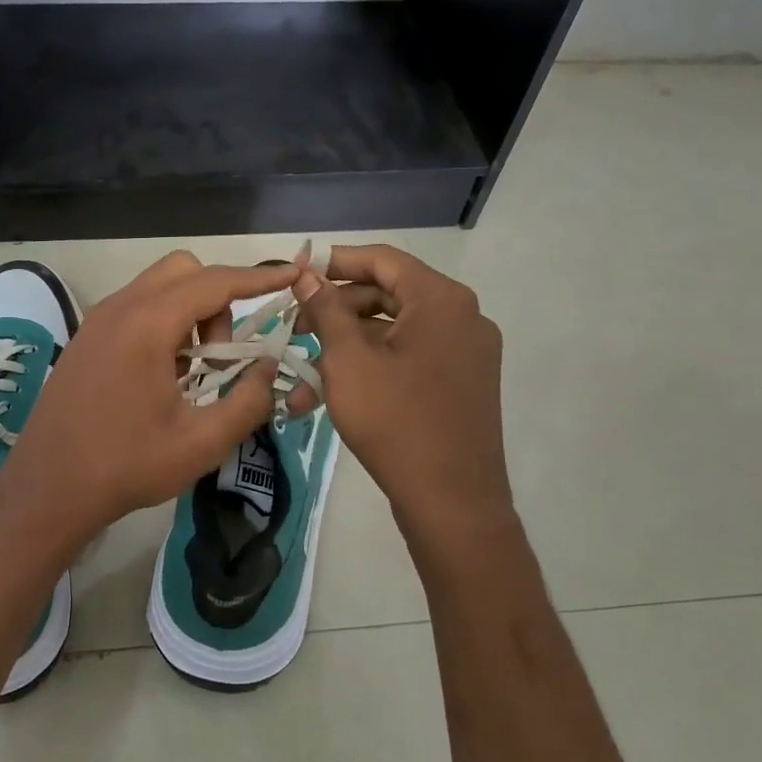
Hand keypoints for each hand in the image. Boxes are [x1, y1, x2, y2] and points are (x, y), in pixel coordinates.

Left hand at [0, 251, 297, 550]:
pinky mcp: (86, 338)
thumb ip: (247, 401)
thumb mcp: (200, 442)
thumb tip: (270, 370)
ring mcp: (97, 321)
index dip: (259, 277)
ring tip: (196, 369)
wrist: (47, 489)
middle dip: (218, 298)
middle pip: (184, 270)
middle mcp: (119, 308)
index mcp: (147, 325)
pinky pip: (136, 308)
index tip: (293, 275)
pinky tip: (165, 375)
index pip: (215, 282)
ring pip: (158, 287)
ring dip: (190, 311)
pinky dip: (164, 322)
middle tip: (224, 353)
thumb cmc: (126, 466)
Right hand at [292, 245, 515, 552]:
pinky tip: (330, 393)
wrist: (453, 502)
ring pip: (394, 332)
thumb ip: (326, 309)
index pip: (382, 259)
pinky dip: (372, 367)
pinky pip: (409, 358)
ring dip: (346, 346)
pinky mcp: (462, 384)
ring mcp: (466, 352)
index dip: (335, 261)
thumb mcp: (348, 360)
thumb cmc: (395, 421)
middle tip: (295, 327)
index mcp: (441, 300)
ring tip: (302, 372)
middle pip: (388, 294)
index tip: (296, 273)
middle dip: (336, 310)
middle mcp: (462, 317)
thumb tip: (307, 274)